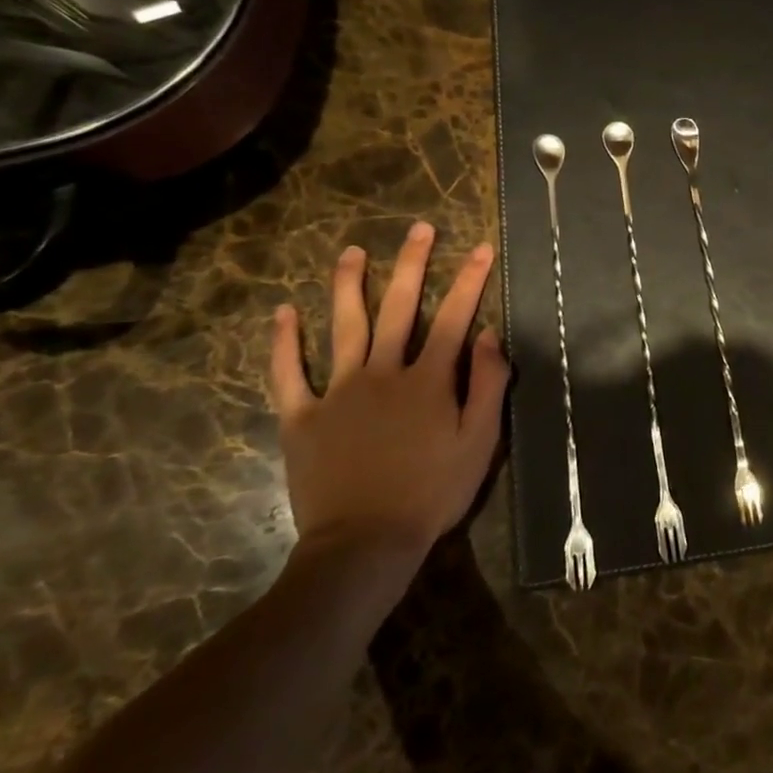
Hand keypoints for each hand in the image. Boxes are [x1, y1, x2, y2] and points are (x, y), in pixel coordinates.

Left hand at [269, 223, 509, 578]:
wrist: (364, 543)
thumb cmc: (432, 492)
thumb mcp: (480, 441)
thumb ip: (488, 384)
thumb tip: (489, 333)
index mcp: (429, 379)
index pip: (454, 317)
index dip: (470, 280)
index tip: (481, 247)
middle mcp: (384, 372)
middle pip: (399, 307)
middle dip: (413, 265)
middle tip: (420, 229)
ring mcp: (338, 391)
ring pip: (344, 327)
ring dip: (349, 286)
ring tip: (351, 252)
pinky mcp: (302, 417)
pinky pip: (288, 374)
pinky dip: (284, 343)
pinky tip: (283, 312)